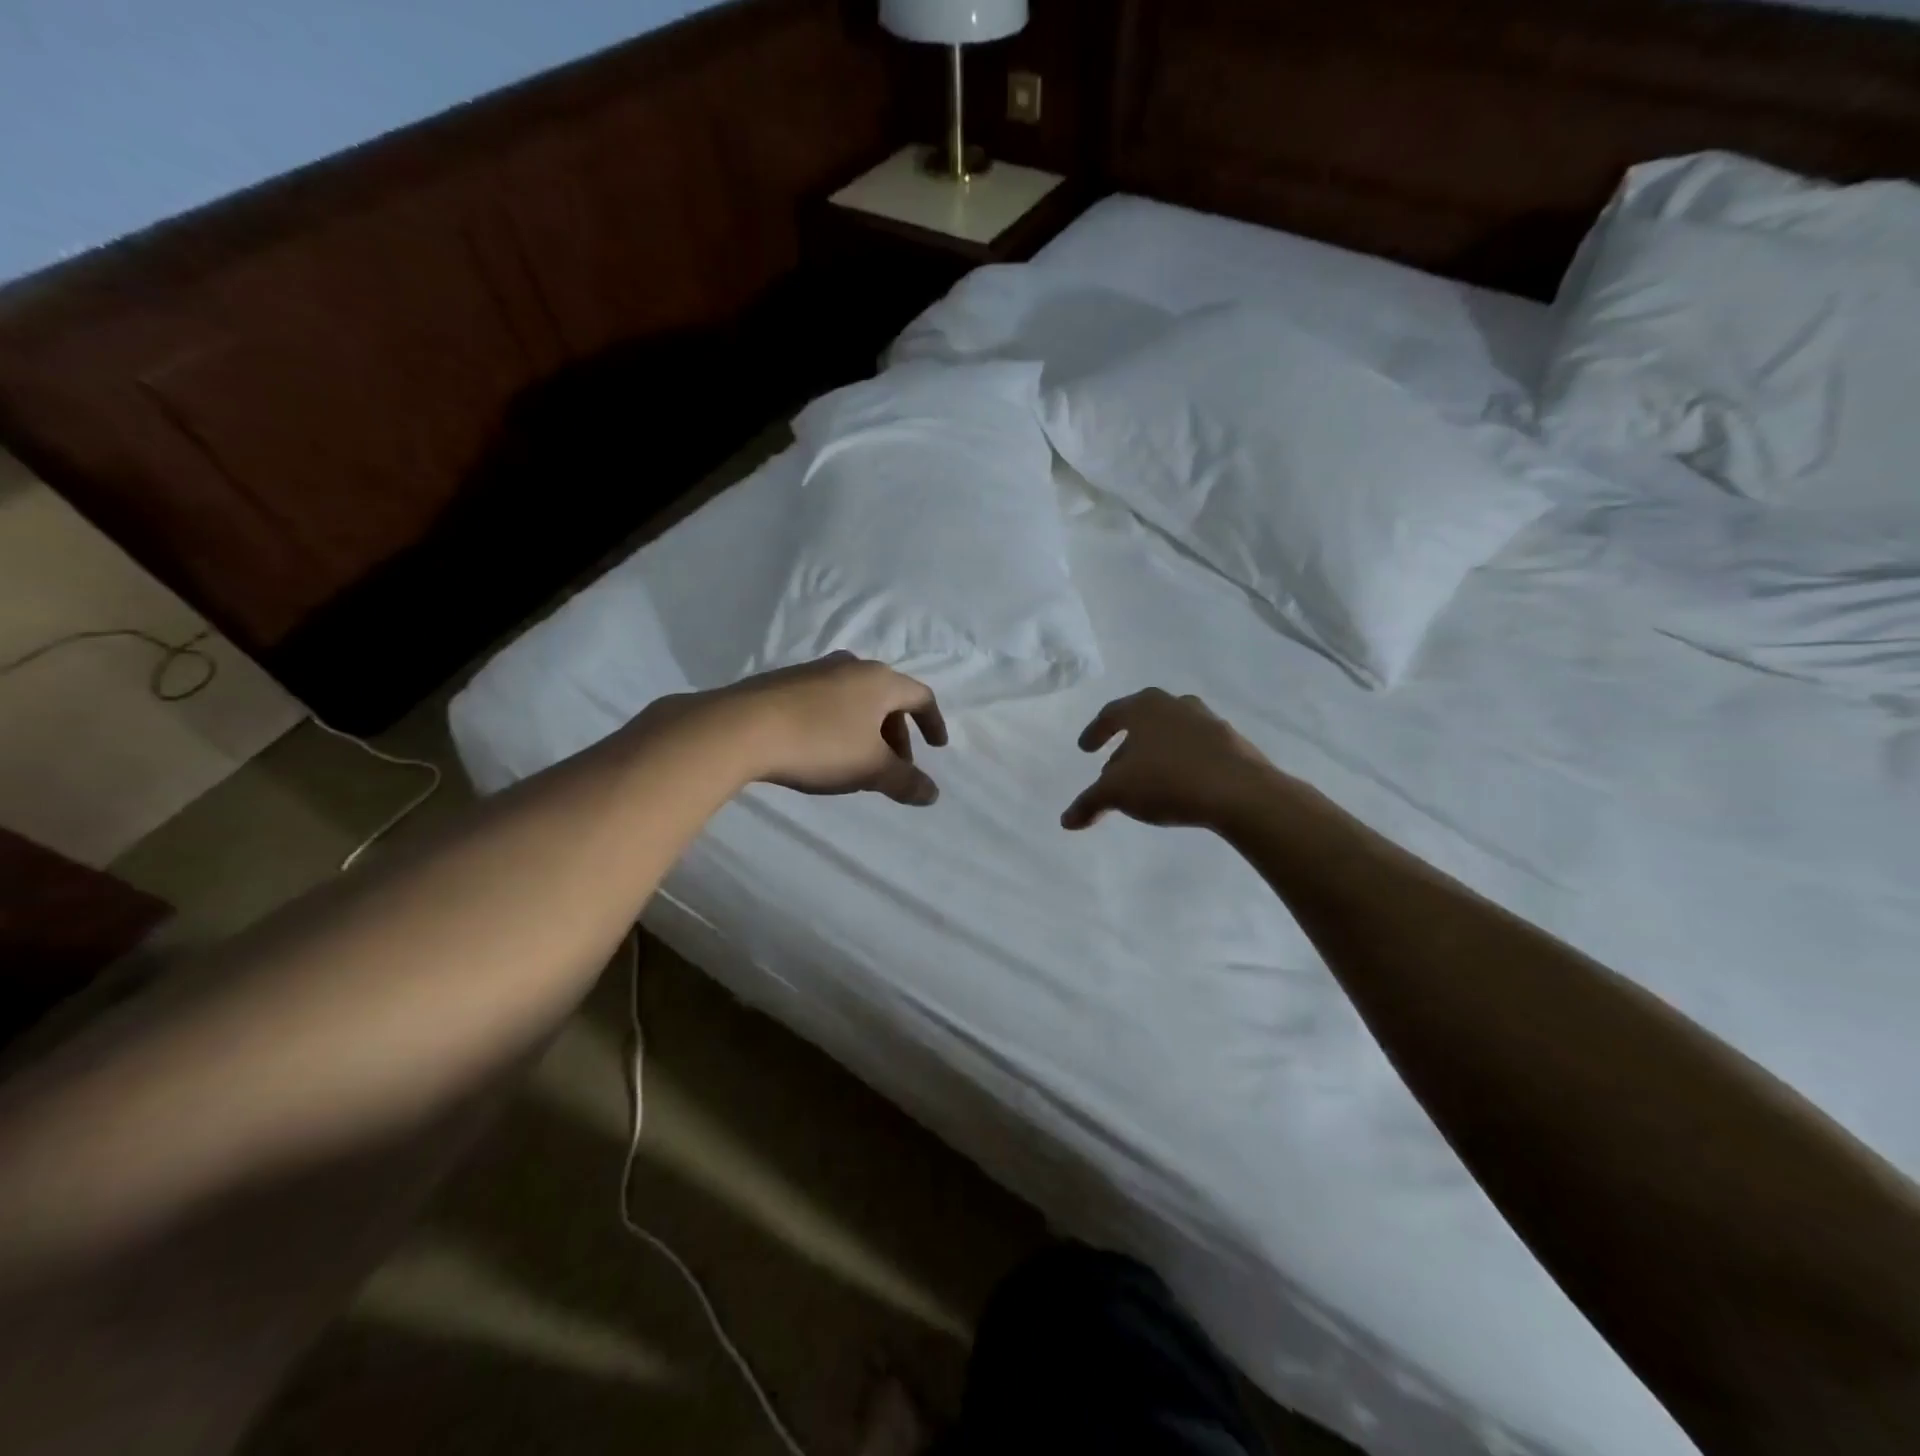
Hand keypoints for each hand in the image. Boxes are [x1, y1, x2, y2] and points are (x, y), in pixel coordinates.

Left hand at [652, 653, 948, 805]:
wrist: (740, 728)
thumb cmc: (820, 744)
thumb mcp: (870, 768)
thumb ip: (906, 781)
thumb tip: (933, 793)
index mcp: (879, 681)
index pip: (920, 696)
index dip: (933, 722)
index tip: (937, 747)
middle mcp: (850, 666)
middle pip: (887, 697)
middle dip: (897, 732)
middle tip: (895, 765)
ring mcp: (814, 671)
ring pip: (855, 699)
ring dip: (867, 728)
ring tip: (859, 760)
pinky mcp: (783, 682)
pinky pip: (826, 701)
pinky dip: (838, 723)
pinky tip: (821, 748)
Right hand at [1062, 688, 1277, 830]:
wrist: (1239, 791)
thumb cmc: (1167, 780)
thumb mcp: (1117, 793)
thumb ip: (1089, 803)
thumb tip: (1066, 821)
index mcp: (1144, 707)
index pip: (1111, 714)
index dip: (1095, 732)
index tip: (1085, 748)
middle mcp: (1175, 705)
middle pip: (1142, 721)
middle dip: (1125, 744)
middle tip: (1113, 768)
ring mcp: (1208, 721)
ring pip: (1171, 733)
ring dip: (1155, 752)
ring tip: (1146, 778)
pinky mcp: (1232, 743)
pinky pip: (1195, 749)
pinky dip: (1181, 761)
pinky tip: (1179, 785)